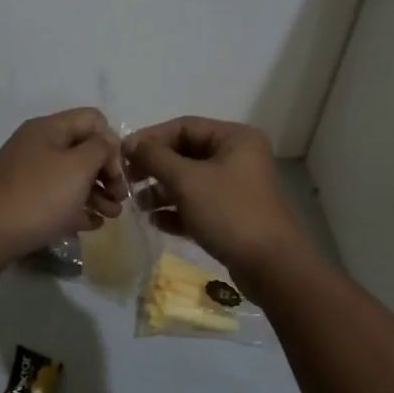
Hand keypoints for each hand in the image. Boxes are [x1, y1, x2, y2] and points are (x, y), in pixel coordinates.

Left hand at [0, 108, 124, 270]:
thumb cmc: (36, 197)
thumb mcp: (77, 167)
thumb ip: (100, 149)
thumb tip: (107, 142)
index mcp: (48, 129)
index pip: (93, 120)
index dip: (112, 143)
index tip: (118, 174)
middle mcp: (37, 147)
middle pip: (83, 150)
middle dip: (107, 173)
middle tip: (120, 199)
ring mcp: (28, 176)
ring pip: (72, 178)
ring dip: (96, 193)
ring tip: (112, 217)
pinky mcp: (22, 203)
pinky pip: (57, 200)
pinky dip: (77, 209)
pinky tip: (92, 225)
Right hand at [124, 117, 315, 291]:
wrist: (271, 266)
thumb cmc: (228, 212)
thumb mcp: (186, 180)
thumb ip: (155, 157)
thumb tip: (131, 144)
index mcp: (235, 138)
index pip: (184, 126)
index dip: (151, 138)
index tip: (122, 155)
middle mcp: (238, 157)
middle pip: (186, 153)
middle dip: (155, 167)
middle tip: (128, 181)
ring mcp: (237, 187)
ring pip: (190, 181)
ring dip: (162, 190)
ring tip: (138, 205)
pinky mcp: (233, 214)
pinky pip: (198, 204)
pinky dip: (177, 210)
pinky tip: (157, 222)